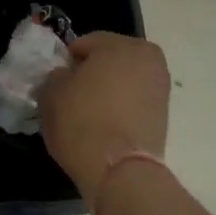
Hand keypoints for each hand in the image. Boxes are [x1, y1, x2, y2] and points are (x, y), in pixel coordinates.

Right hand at [40, 32, 170, 206]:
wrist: (119, 171)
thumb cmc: (82, 121)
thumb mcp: (52, 92)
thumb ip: (56, 75)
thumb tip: (65, 76)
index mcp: (122, 45)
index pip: (85, 44)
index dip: (66, 61)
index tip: (55, 81)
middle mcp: (149, 59)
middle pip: (110, 60)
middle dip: (91, 73)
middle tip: (71, 96)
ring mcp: (160, 88)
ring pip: (124, 82)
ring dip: (107, 92)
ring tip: (87, 115)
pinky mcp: (164, 116)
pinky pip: (133, 103)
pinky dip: (120, 109)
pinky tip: (103, 126)